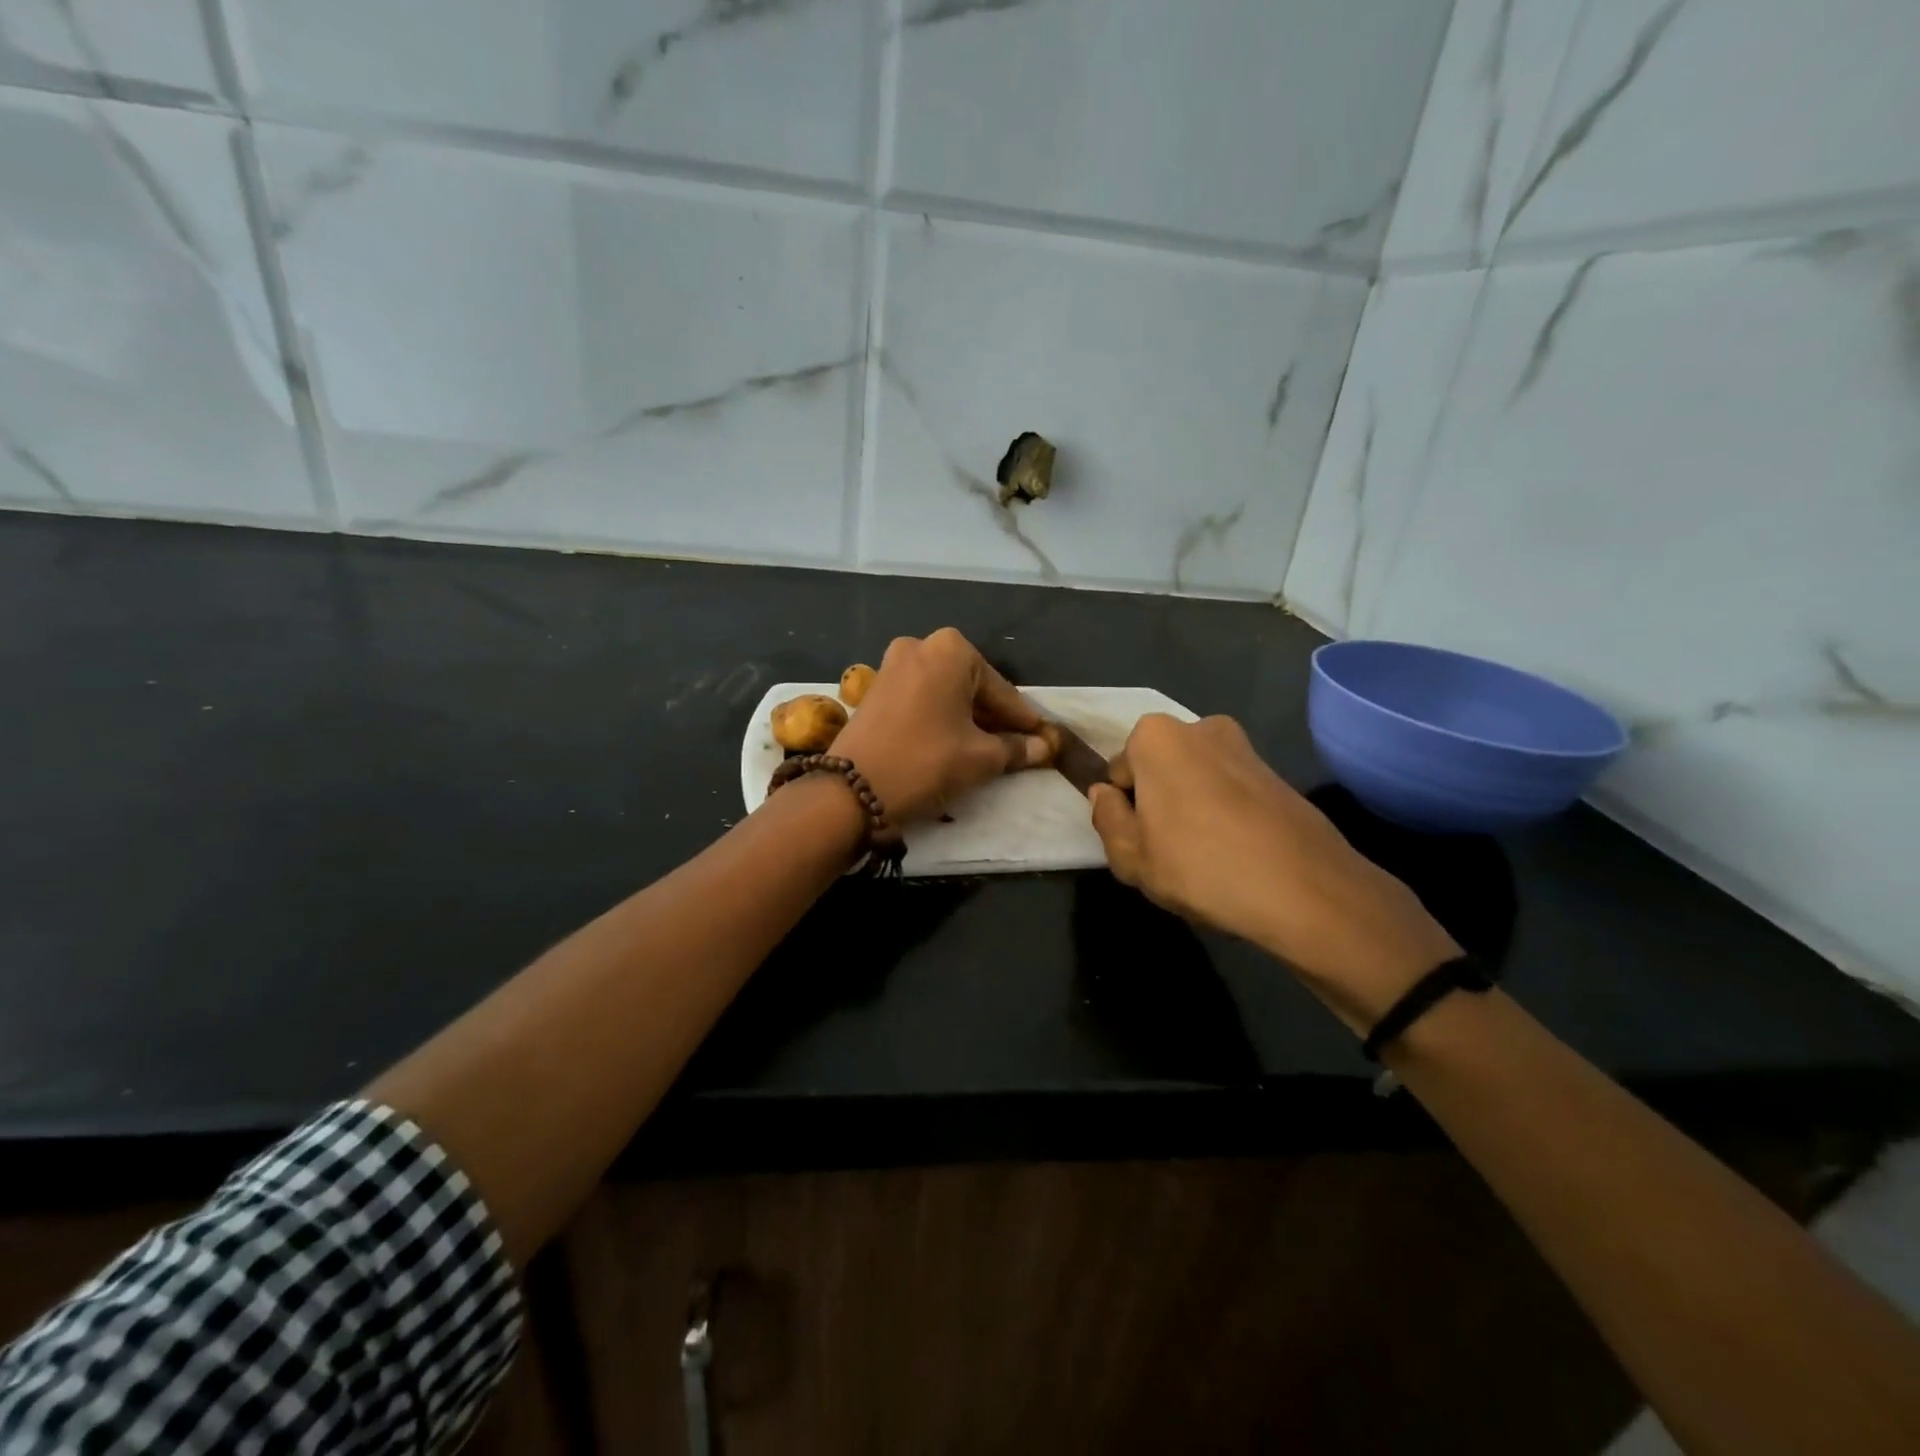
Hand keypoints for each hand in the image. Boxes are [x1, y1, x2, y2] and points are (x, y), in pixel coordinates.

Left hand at [830, 628, 1050, 824]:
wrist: (851, 790)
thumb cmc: (926, 762)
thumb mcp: (980, 758)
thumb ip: (1017, 748)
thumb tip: (1045, 747)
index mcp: (951, 650)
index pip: (1001, 690)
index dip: (1023, 719)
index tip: (1043, 738)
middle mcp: (920, 646)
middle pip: (972, 686)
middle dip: (993, 717)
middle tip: (1016, 747)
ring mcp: (892, 665)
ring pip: (945, 693)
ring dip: (967, 718)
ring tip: (986, 750)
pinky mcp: (875, 689)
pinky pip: (921, 699)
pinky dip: (940, 717)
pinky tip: (952, 743)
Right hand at [1088, 714, 1459, 1032]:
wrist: (1306, 890)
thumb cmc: (1201, 867)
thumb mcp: (1132, 857)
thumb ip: (1107, 819)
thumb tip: (1105, 794)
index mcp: (1156, 737)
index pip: (1120, 771)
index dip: (1125, 810)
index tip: (1140, 843)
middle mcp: (1201, 727)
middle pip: (1160, 769)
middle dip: (1159, 803)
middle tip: (1169, 854)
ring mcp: (1244, 748)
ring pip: (1197, 780)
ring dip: (1193, 809)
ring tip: (1207, 860)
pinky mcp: (1277, 773)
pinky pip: (1232, 791)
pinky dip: (1226, 815)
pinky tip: (1238, 856)